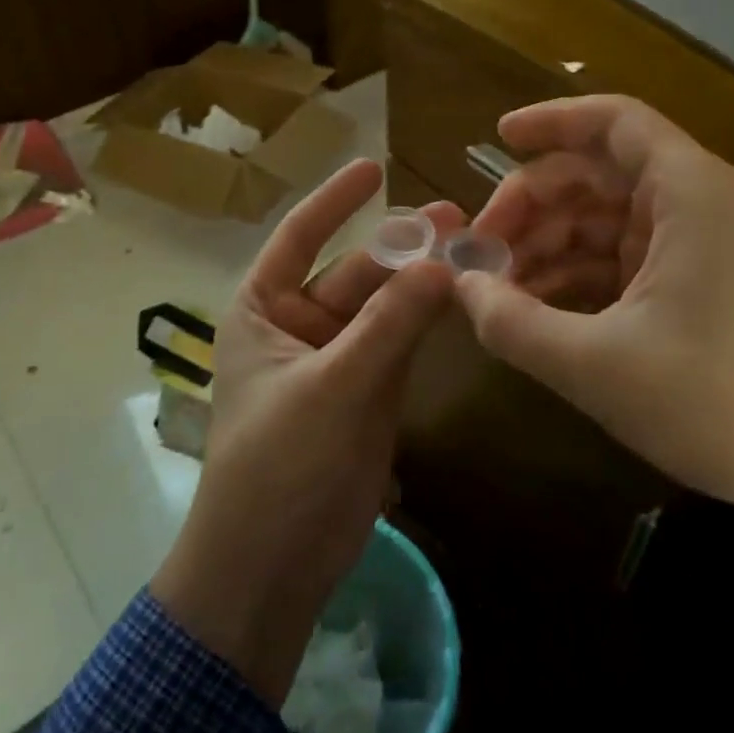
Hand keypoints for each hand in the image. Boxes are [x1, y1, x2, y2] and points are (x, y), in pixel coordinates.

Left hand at [152, 159, 459, 703]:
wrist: (272, 567)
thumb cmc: (279, 465)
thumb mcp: (332, 387)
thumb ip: (389, 325)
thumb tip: (442, 264)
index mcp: (262, 309)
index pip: (299, 236)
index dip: (335, 200)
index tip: (374, 166)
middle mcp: (297, 324)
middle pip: (354, 271)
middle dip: (400, 246)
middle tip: (454, 217)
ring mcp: (337, 359)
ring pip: (384, 307)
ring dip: (421, 281)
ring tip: (471, 247)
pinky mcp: (368, 394)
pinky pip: (401, 343)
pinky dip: (428, 322)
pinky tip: (463, 297)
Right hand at [459, 96, 733, 521]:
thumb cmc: (716, 401)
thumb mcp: (593, 364)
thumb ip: (512, 323)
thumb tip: (460, 289)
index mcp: (687, 192)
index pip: (612, 122)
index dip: (550, 121)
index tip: (495, 139)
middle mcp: (697, 203)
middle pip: (597, 173)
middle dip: (532, 204)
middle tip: (478, 249)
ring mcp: (700, 245)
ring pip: (604, 219)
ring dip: (547, 245)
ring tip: (496, 289)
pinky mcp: (699, 284)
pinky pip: (621, 259)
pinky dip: (576, 275)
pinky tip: (535, 310)